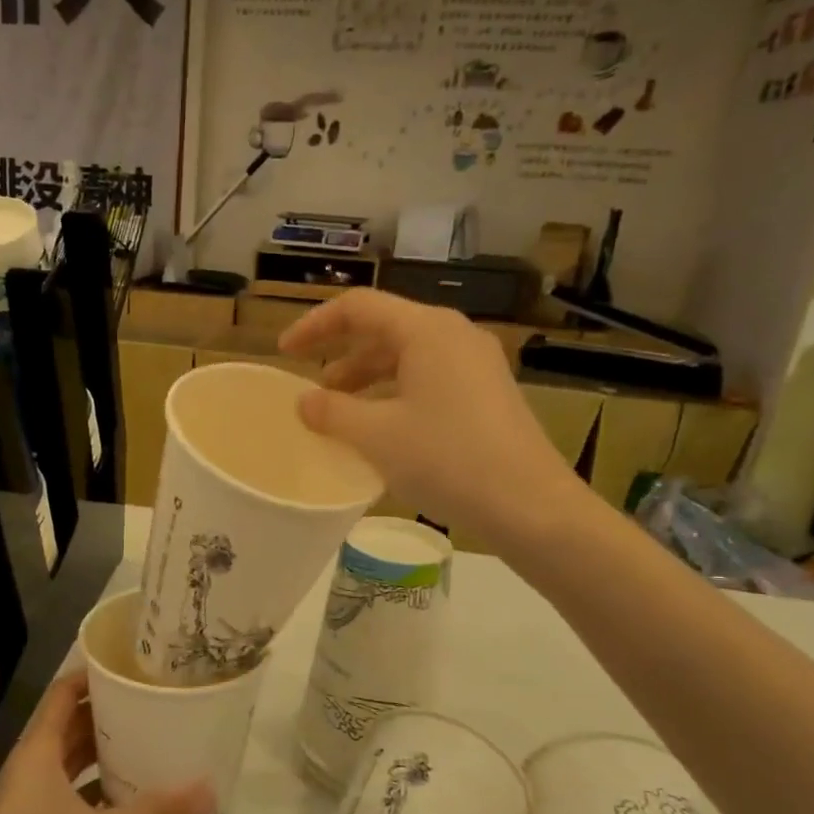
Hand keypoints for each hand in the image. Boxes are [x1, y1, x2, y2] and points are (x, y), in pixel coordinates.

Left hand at [0, 673, 213, 813]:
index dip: (94, 676)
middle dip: (109, 713)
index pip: (64, 694)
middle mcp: (32, 768)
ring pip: (72, 761)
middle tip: (155, 704)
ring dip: (105, 752)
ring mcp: (31, 802)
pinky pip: (72, 793)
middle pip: (71, 725)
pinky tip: (131, 798)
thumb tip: (209, 789)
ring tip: (150, 742)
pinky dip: (98, 788)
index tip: (134, 667)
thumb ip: (155, 813)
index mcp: (38, 752)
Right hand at [280, 289, 591, 539]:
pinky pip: (429, 378)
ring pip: (408, 356)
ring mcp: (477, 364)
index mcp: (427, 330)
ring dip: (368, 378)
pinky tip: (382, 428)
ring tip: (340, 409)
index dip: (315, 325)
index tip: (284, 352)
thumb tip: (304, 402)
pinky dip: (395, 393)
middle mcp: (454, 335)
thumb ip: (332, 412)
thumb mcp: (377, 436)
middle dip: (341, 354)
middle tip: (311, 386)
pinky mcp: (488, 393)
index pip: (358, 307)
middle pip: (385, 328)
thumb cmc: (447, 459)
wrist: (530, 505)